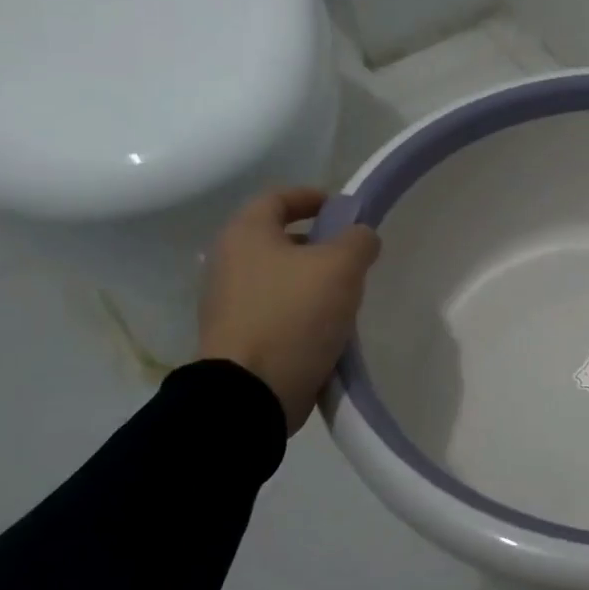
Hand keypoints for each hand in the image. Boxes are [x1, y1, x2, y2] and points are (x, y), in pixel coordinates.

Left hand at [197, 187, 380, 431]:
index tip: (345, 209)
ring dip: (311, 279)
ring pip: (278, 277)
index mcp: (246, 234)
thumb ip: (358, 240)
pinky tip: (328, 325)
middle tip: (353, 255)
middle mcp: (228, 262)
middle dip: (318, 242)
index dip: (313, 196)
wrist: (251, 393)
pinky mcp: (237, 337)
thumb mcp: (341, 266)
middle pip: (278, 238)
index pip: (278, 197)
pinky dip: (301, 310)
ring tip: (347, 293)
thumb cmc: (294, 314)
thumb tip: (361, 237)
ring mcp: (227, 303)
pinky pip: (275, 310)